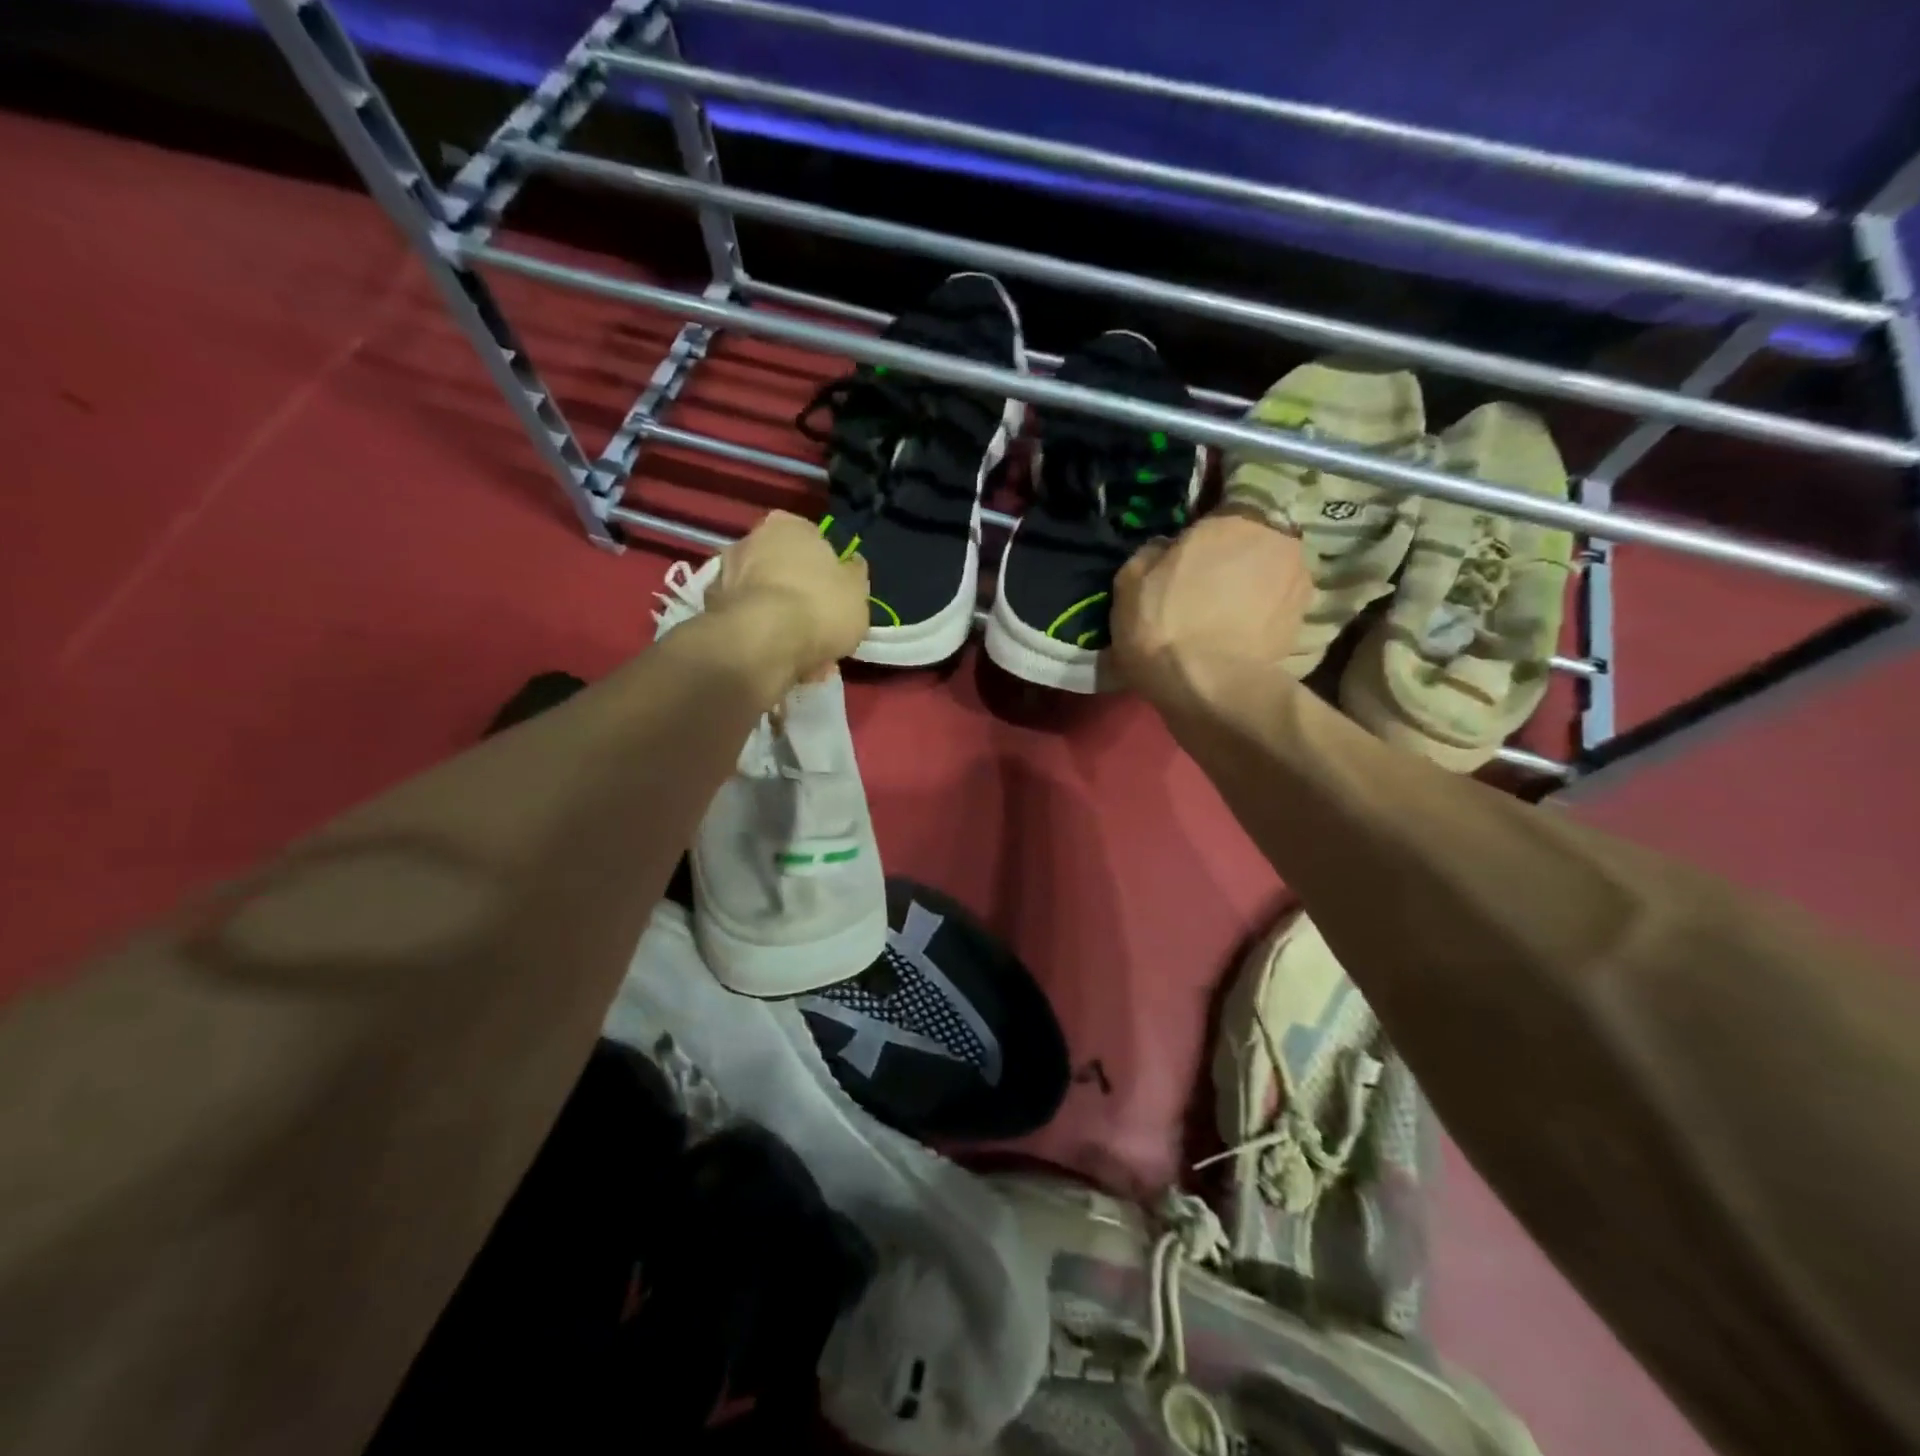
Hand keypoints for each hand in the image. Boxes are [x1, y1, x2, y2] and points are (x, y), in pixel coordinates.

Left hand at [707, 509, 869, 688]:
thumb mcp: (858, 591)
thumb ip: (854, 575)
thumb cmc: (820, 606)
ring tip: (804, 656)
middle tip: (819, 629)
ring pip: (764, 599)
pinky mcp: (710, 610)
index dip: (826, 568)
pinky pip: (748, 623)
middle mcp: (750, 540)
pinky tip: (781, 661)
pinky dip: (762, 638)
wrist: (762, 643)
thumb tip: (851, 565)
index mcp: (788, 526)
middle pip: (783, 569)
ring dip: (781, 622)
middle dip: (799, 597)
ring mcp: (725, 574)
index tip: (835, 594)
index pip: (811, 539)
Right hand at [1110, 509, 1312, 712]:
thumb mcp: (1129, 583)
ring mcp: (1298, 583)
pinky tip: (1239, 640)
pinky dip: (1263, 621)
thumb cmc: (1163, 625)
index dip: (1202, 542)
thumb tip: (1165, 550)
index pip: (1220, 517)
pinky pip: (1277, 612)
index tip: (1186, 563)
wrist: (1208, 687)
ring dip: (1253, 590)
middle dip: (1234, 562)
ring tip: (1225, 619)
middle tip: (1206, 590)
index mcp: (1232, 521)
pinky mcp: (1303, 624)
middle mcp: (1276, 542)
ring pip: (1270, 577)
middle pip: (1252, 545)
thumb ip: (1151, 554)